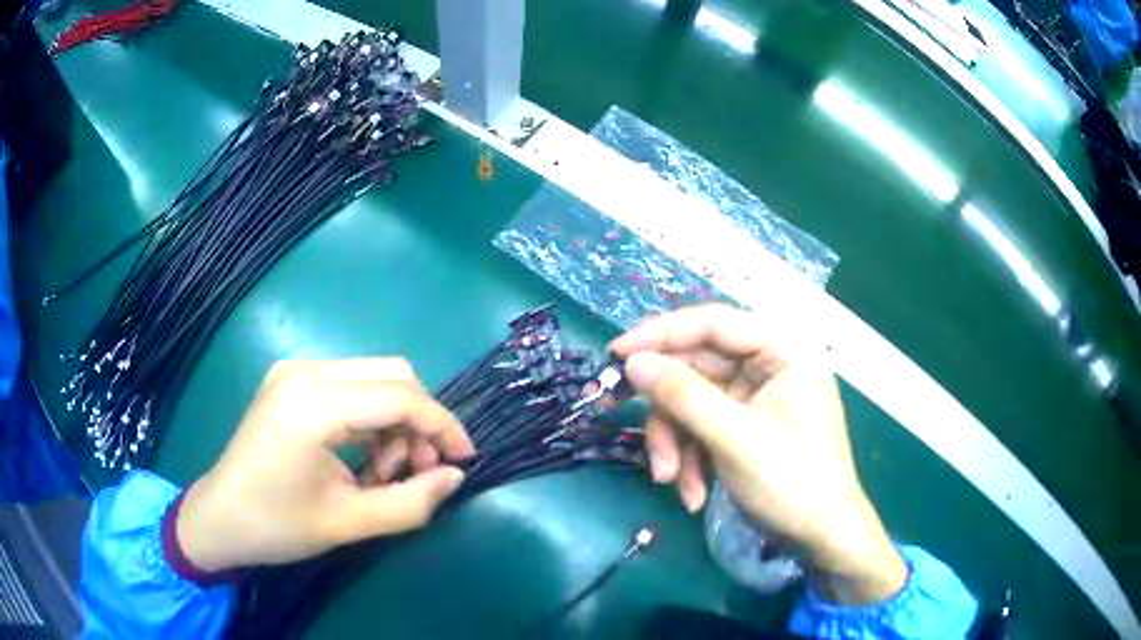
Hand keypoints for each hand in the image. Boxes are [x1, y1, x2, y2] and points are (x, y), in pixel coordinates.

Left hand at [176, 358, 474, 571]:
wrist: (219, 518)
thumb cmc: (276, 527)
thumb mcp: (348, 524)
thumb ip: (410, 503)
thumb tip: (454, 478)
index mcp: (312, 405)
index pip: (399, 397)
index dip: (442, 426)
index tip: (465, 460)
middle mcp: (305, 371)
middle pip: (392, 375)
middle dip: (420, 422)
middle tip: (419, 472)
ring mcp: (295, 370)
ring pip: (374, 378)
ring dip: (395, 422)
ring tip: (385, 473)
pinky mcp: (291, 380)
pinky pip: (351, 386)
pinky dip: (372, 418)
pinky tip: (364, 456)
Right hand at [610, 305, 905, 604]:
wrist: (823, 537)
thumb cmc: (791, 482)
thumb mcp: (733, 439)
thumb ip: (683, 396)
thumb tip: (634, 362)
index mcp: (782, 352)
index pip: (713, 324)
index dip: (661, 334)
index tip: (617, 354)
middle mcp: (769, 368)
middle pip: (698, 370)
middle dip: (670, 413)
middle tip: (637, 434)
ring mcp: (757, 399)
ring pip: (695, 404)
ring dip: (677, 443)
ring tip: (673, 482)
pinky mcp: (747, 427)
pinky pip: (705, 428)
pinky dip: (693, 458)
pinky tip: (693, 494)